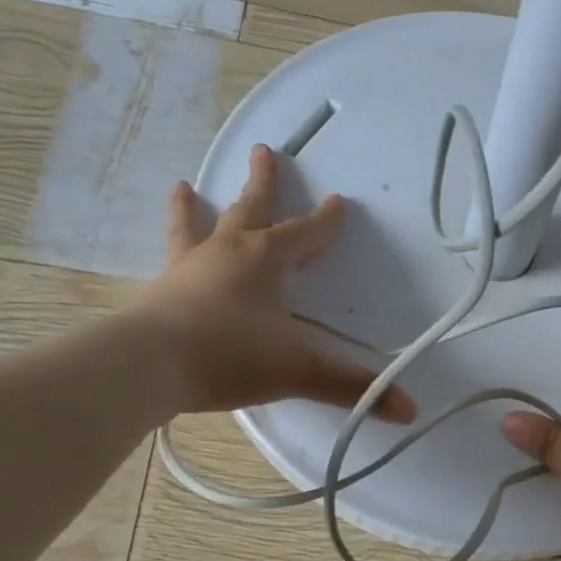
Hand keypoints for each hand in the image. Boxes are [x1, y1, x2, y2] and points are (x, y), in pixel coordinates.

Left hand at [136, 144, 415, 422]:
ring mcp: (185, 270)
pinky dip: (172, 254)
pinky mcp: (158, 294)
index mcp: (263, 260)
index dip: (325, 222)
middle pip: (248, 210)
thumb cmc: (231, 354)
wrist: (150, 365)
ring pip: (193, 228)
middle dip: (262, 184)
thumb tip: (410, 410)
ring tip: (182, 186)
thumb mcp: (299, 370)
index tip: (338, 202)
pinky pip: (169, 264)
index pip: (303, 234)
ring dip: (192, 208)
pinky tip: (167, 262)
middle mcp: (224, 253)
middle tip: (264, 151)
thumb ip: (352, 387)